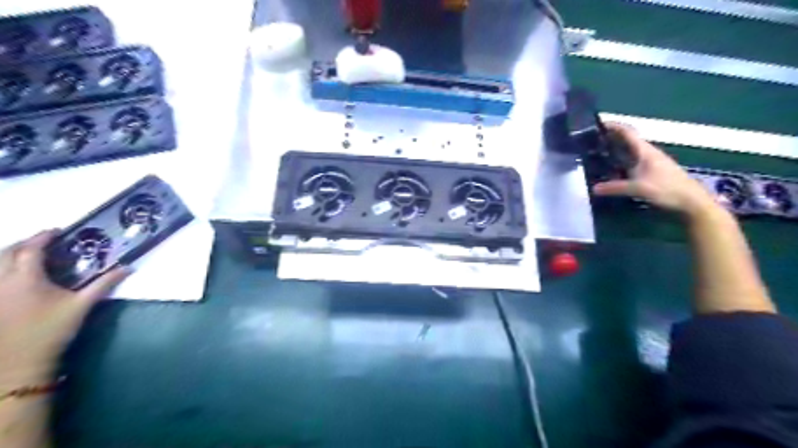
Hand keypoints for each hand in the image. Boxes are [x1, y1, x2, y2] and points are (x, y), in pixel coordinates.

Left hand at [1, 229, 128, 390]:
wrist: (19, 362)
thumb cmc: (52, 331)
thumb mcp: (83, 305)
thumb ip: (104, 284)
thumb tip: (128, 267)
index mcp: (26, 279)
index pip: (31, 249)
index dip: (43, 237)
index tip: (57, 231)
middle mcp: (2, 282)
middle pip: (6, 253)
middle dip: (23, 243)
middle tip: (42, 241)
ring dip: (8, 255)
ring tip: (26, 255)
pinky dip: (2, 270)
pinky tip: (12, 276)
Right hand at [592, 122, 717, 215]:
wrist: (691, 201)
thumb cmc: (667, 189)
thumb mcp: (639, 188)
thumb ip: (615, 188)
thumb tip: (593, 188)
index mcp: (645, 151)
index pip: (628, 133)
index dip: (613, 126)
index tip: (597, 124)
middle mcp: (647, 153)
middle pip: (626, 141)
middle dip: (610, 139)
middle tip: (590, 142)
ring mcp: (649, 163)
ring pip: (628, 152)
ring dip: (614, 151)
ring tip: (596, 154)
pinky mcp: (650, 172)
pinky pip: (630, 162)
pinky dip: (619, 162)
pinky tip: (610, 170)